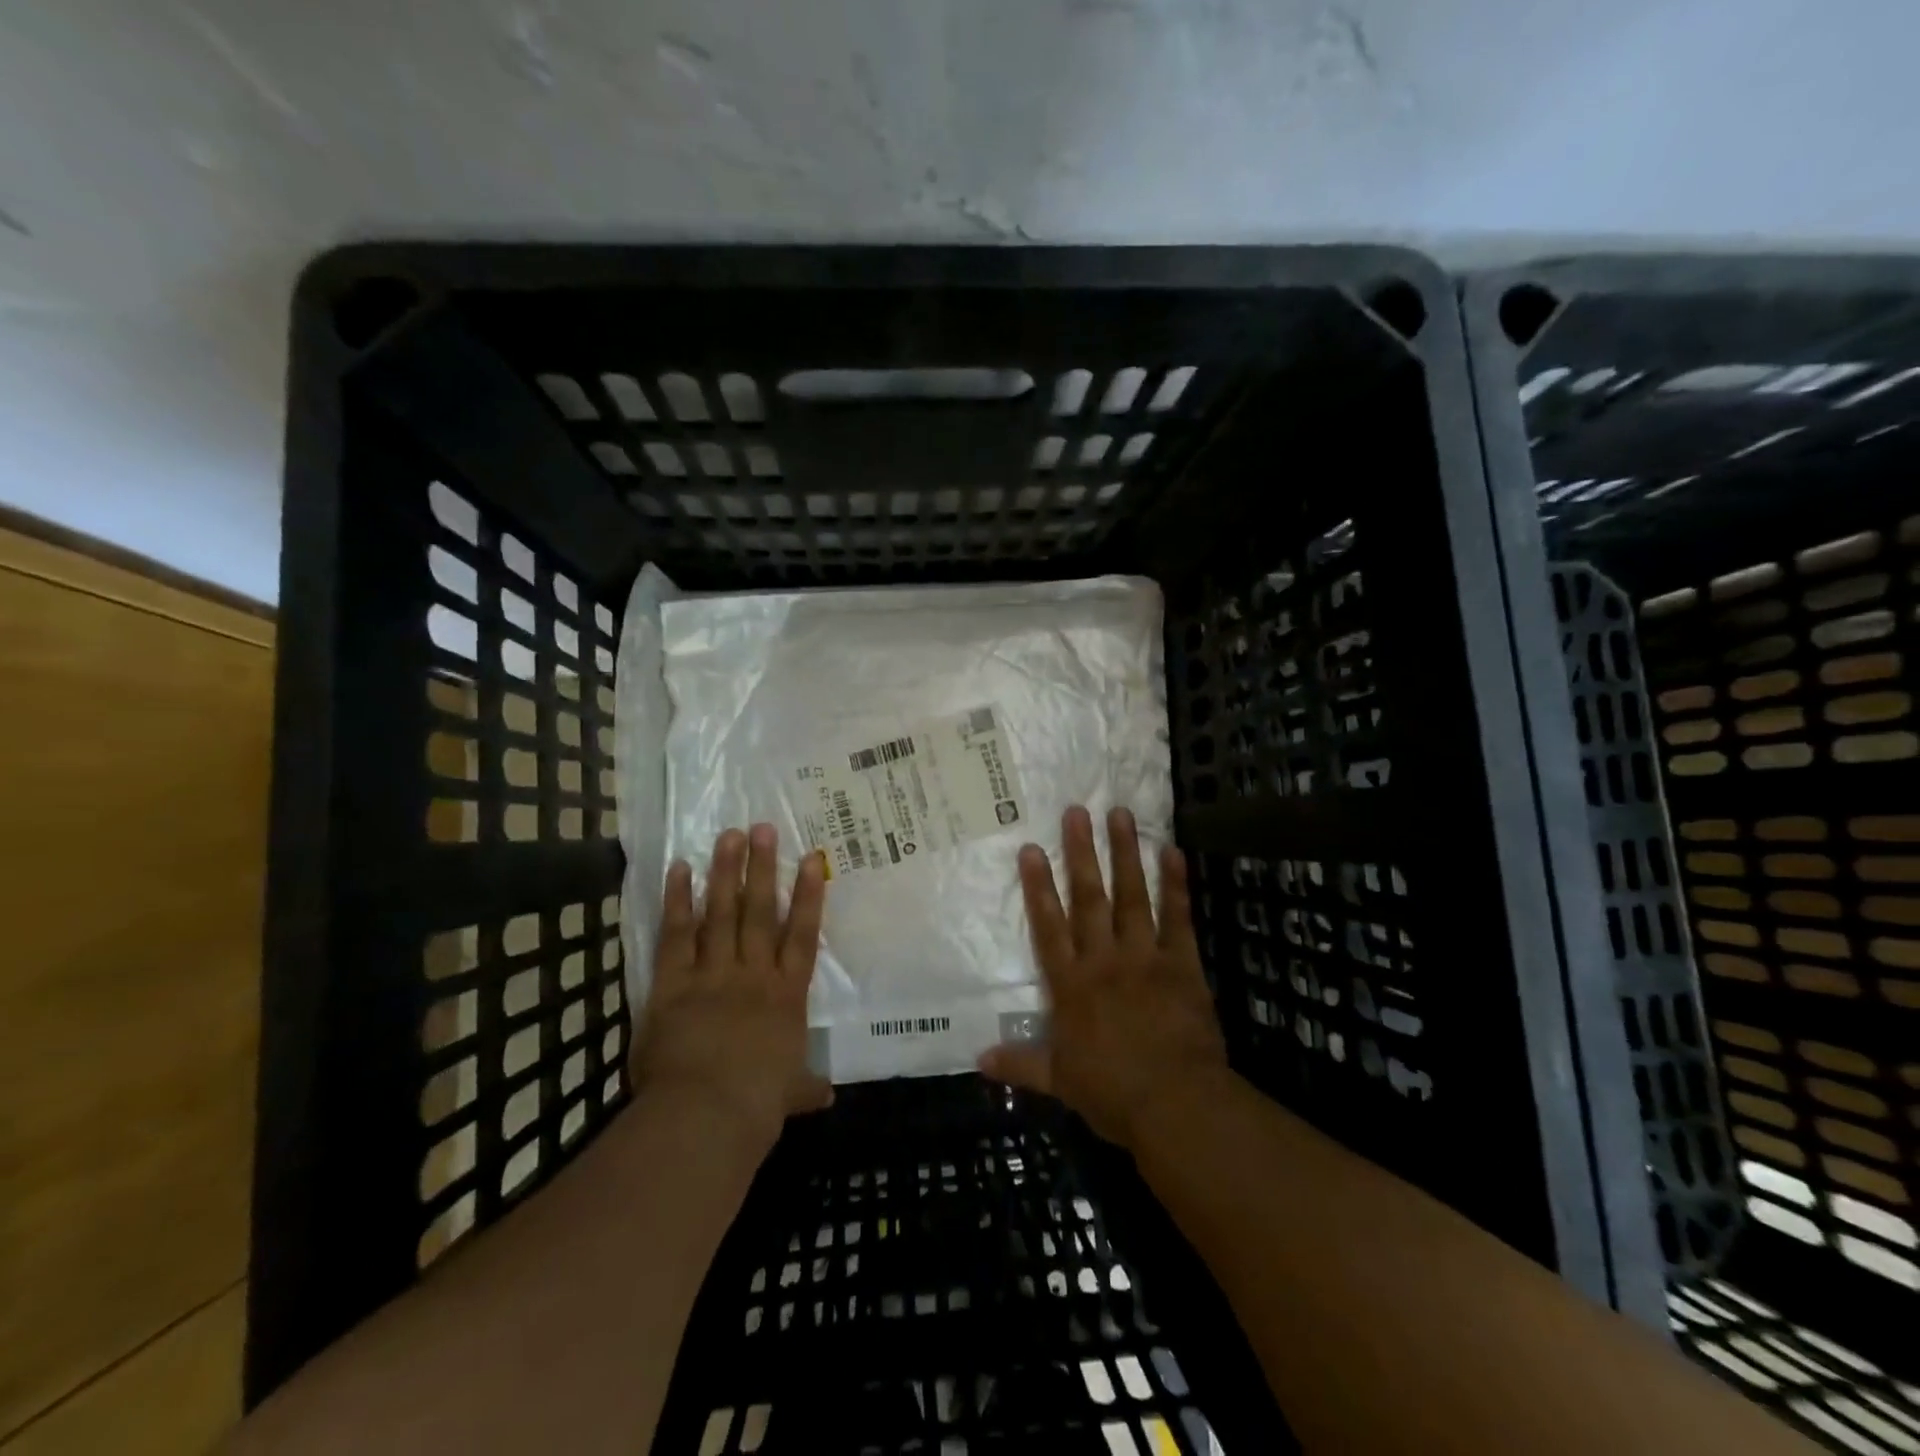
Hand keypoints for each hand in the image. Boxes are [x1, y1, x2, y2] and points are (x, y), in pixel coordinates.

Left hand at [631, 824, 832, 1153]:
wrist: (707, 1115)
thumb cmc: (757, 1104)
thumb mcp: (790, 1095)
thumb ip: (806, 1086)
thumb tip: (827, 1096)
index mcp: (786, 995)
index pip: (802, 934)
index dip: (808, 894)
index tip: (811, 858)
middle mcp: (753, 974)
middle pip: (761, 912)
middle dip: (762, 868)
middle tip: (762, 828)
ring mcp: (714, 974)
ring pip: (722, 914)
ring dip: (725, 872)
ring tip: (728, 835)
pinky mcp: (674, 983)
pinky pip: (676, 935)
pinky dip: (678, 902)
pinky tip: (679, 869)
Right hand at [979, 805, 1229, 1150]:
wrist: (1176, 1104)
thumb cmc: (1112, 1093)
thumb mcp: (1059, 1081)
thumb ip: (1020, 1063)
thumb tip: (978, 1059)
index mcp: (1071, 985)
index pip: (1049, 926)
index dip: (1038, 886)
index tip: (1030, 848)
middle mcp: (1103, 960)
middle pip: (1089, 898)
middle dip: (1081, 853)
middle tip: (1077, 811)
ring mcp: (1144, 957)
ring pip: (1131, 897)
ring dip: (1124, 854)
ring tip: (1120, 814)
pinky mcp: (1181, 964)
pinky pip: (1177, 918)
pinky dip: (1175, 885)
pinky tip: (1172, 851)